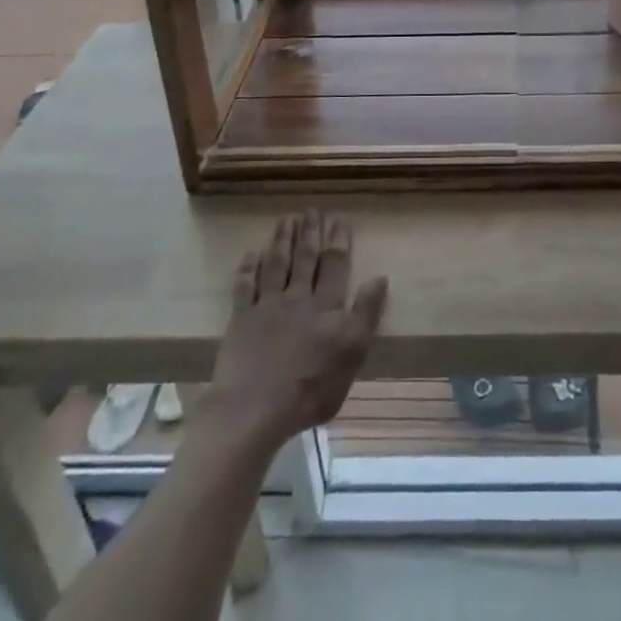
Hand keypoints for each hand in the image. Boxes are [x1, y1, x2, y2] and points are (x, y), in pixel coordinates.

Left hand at [204, 211, 387, 452]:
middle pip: (305, 258)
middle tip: (311, 210)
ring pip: (276, 265)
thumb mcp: (352, 354)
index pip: (335, 265)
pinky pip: (244, 286)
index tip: (339, 218)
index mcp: (326, 307)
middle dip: (309, 232)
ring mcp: (266, 306)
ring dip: (282, 240)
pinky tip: (251, 253)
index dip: (338, 240)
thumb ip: (366, 313)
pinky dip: (248, 268)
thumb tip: (380, 277)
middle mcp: (297, 298)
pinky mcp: (241, 320)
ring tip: (286, 220)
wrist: (255, 409)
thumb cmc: (310, 389)